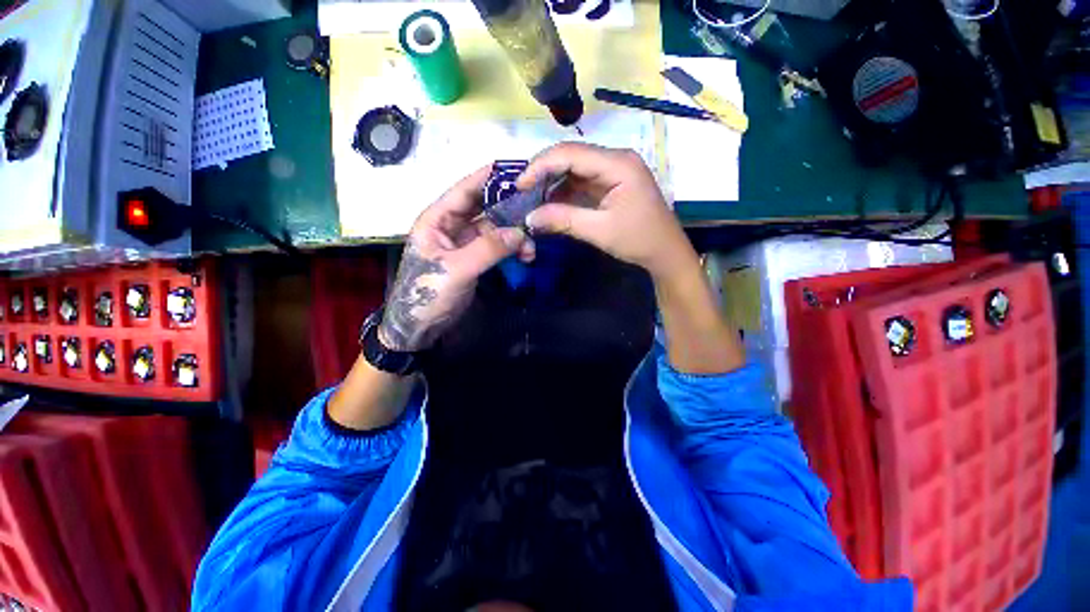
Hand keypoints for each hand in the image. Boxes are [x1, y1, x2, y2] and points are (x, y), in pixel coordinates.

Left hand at [378, 164, 532, 351]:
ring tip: (531, 248)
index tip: (517, 170)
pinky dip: (511, 249)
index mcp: (437, 219)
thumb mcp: (456, 269)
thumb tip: (520, 232)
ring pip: (494, 229)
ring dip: (514, 235)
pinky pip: (497, 246)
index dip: (489, 178)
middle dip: (509, 210)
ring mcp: (464, 243)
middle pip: (484, 208)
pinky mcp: (474, 258)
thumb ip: (488, 249)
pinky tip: (525, 256)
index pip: (464, 190)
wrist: (420, 328)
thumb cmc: (427, 294)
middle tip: (535, 212)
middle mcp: (451, 226)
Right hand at [519, 142, 694, 278]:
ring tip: (533, 201)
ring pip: (574, 169)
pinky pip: (581, 182)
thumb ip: (563, 220)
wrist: (665, 252)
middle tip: (523, 193)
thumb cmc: (638, 240)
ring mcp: (613, 171)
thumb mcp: (599, 231)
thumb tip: (529, 218)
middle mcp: (615, 159)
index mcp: (617, 164)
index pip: (571, 153)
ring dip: (552, 184)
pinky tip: (551, 204)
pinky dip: (564, 193)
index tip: (520, 185)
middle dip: (544, 173)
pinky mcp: (610, 184)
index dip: (541, 166)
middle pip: (571, 156)